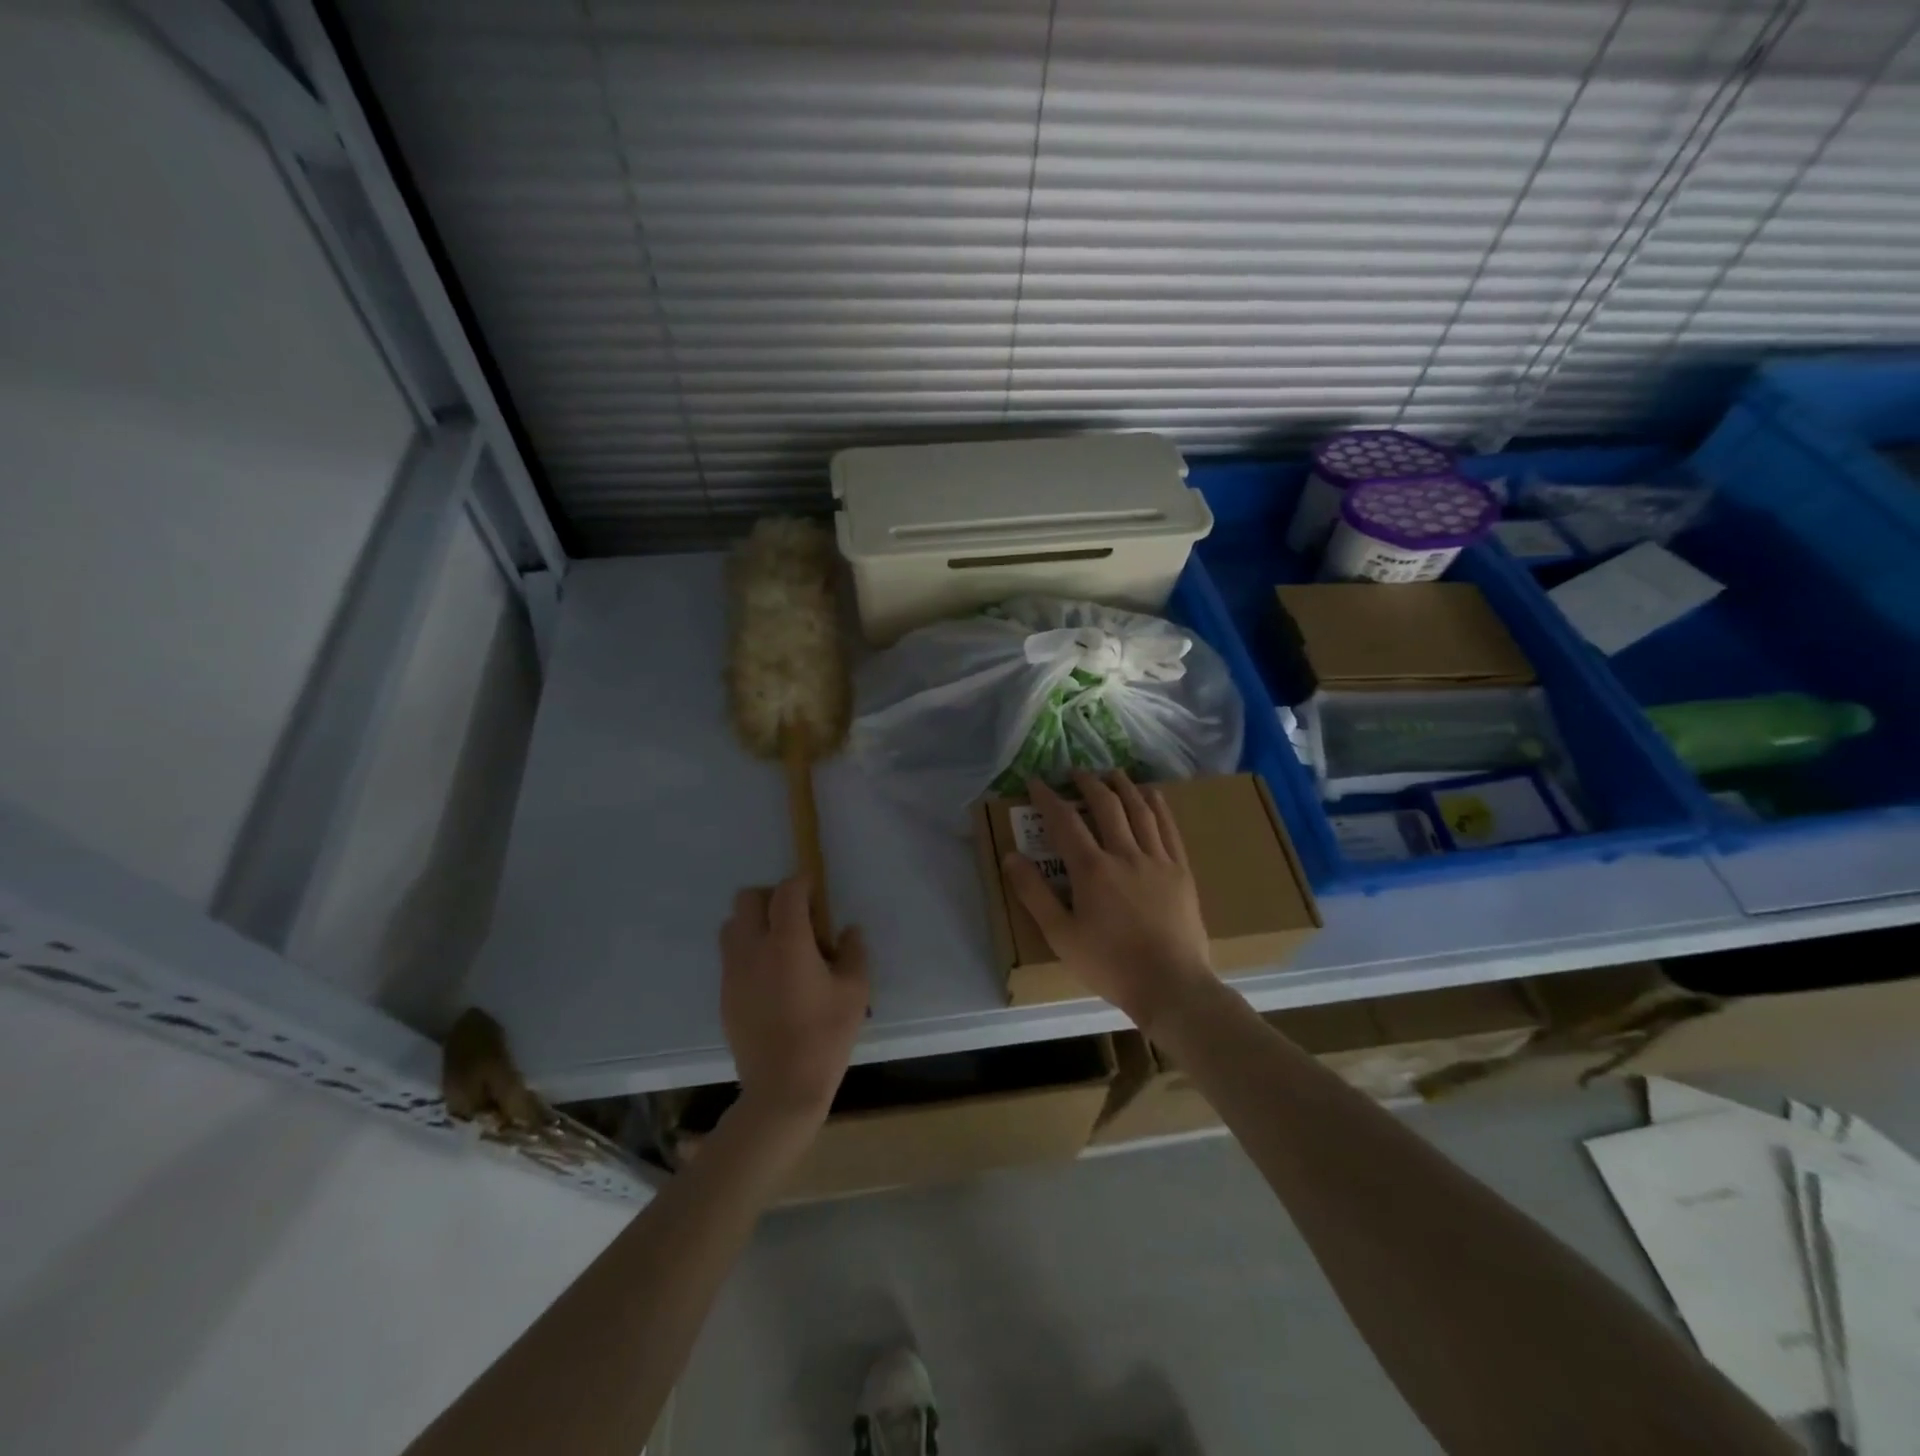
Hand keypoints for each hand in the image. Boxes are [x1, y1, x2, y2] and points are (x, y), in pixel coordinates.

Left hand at [720, 878, 869, 1123]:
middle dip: (772, 897)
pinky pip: (731, 955)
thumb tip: (848, 931)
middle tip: (797, 918)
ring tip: (780, 946)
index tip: (816, 891)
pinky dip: (748, 950)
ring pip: (732, 925)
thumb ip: (854, 951)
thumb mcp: (855, 991)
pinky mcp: (724, 994)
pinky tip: (771, 977)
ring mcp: (733, 972)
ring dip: (754, 922)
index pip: (787, 891)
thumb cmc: (825, 1035)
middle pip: (748, 898)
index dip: (802, 882)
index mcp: (787, 942)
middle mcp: (752, 948)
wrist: (782, 1088)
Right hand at [1001, 771, 1213, 1030]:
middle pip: (1105, 805)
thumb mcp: (1060, 936)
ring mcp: (1157, 860)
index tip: (1035, 781)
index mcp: (1092, 869)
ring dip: (1123, 786)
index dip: (1048, 797)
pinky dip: (1158, 806)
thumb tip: (1011, 857)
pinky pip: (1169, 828)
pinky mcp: (1181, 871)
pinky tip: (1153, 794)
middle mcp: (1124, 854)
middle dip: (1087, 783)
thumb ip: (1033, 894)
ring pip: (1140, 810)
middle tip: (1075, 772)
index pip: (1065, 821)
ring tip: (1111, 772)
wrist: (1171, 985)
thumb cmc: (1110, 964)